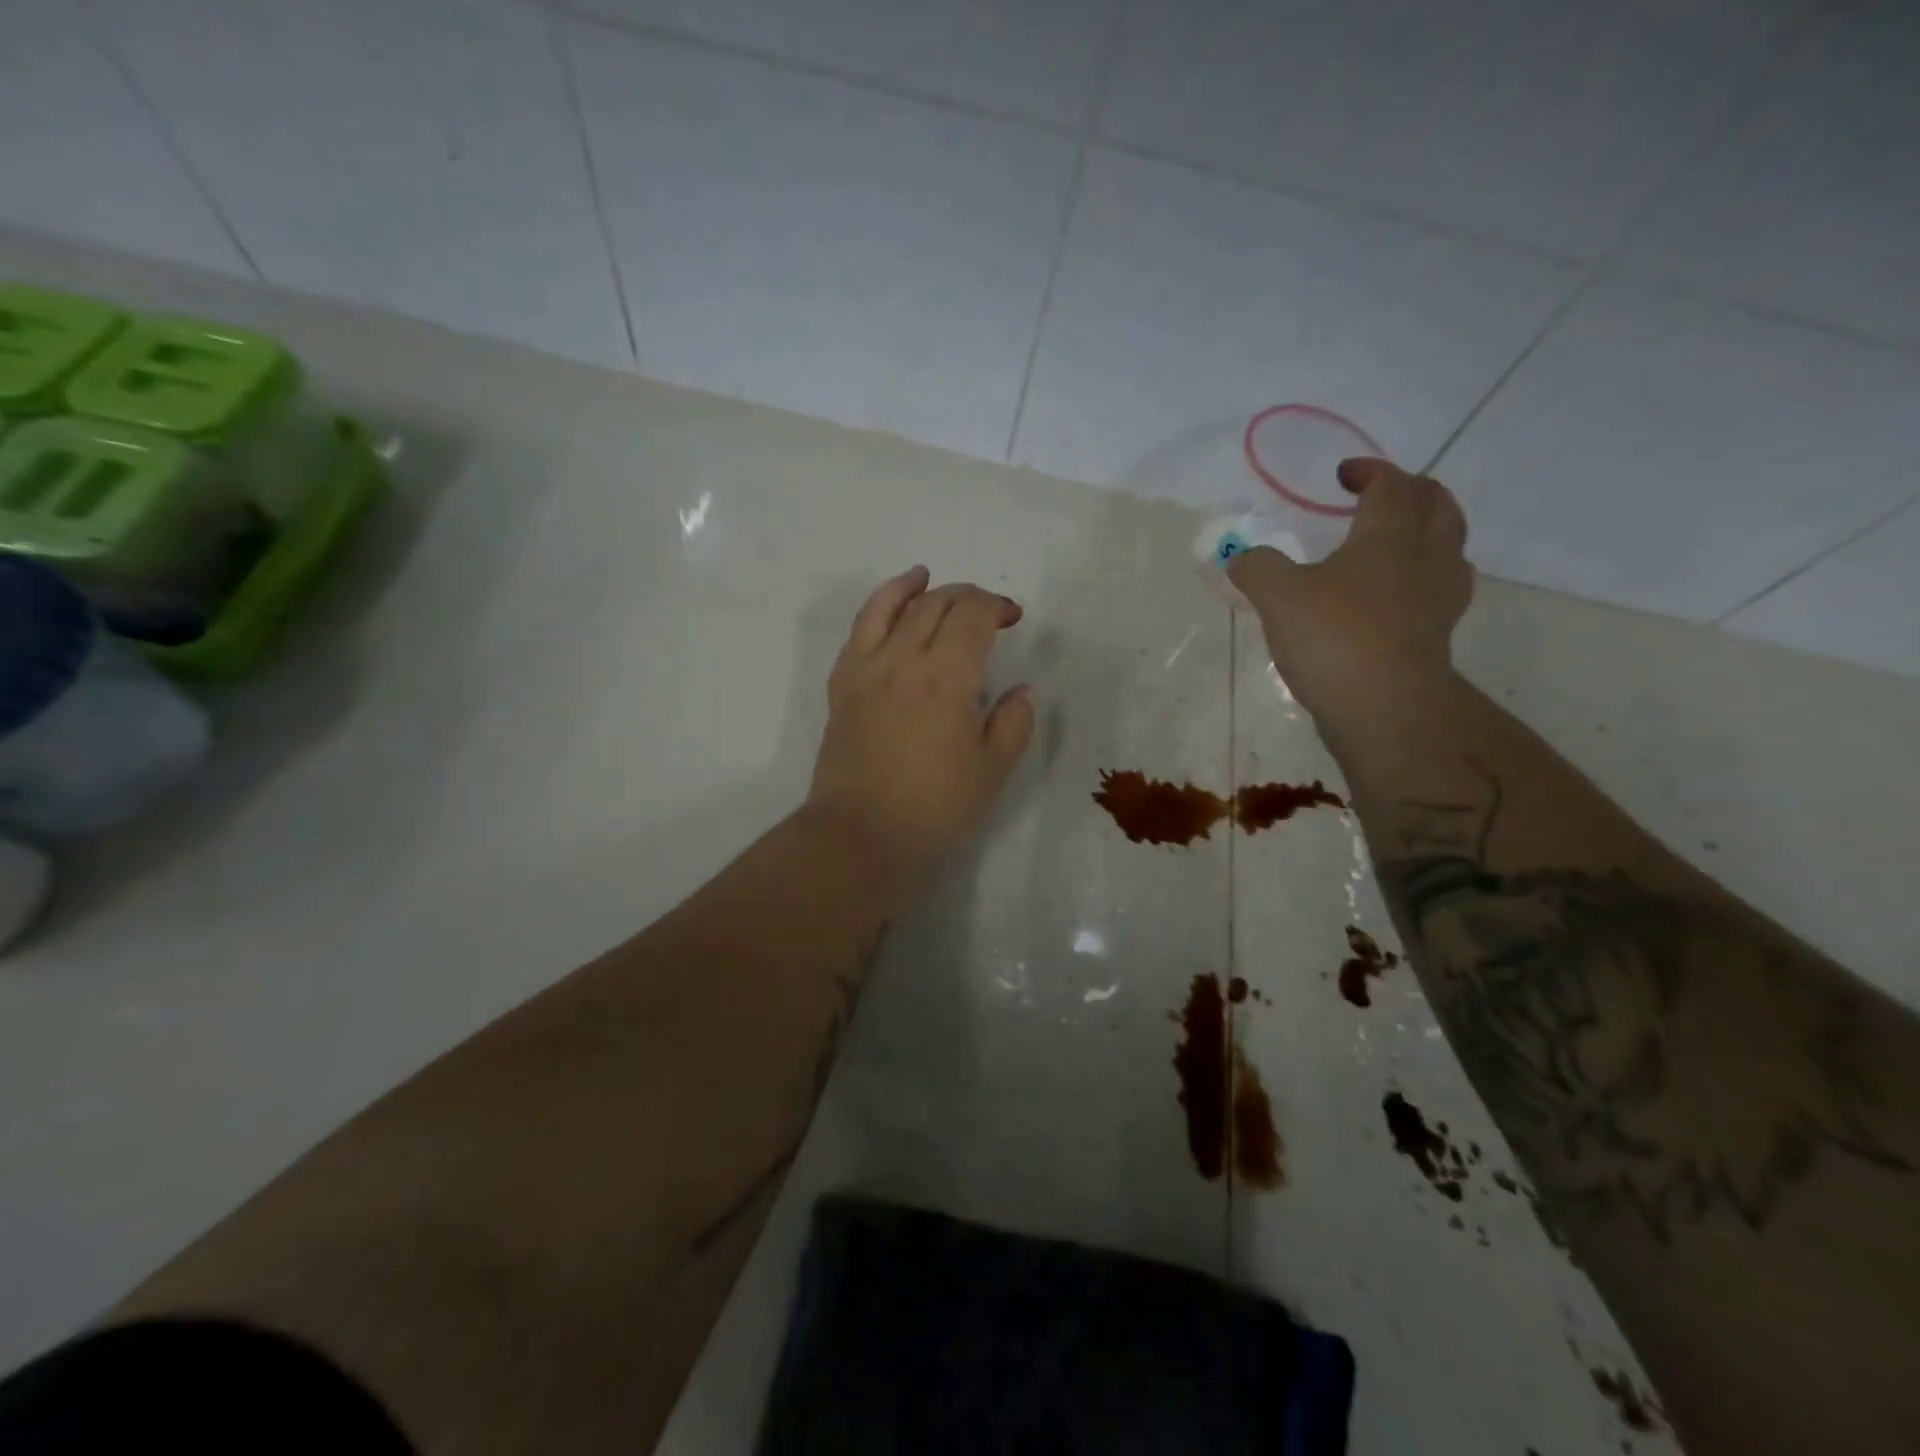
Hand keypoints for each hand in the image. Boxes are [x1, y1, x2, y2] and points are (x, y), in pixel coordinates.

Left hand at [803, 566, 1034, 902]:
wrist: (861, 836)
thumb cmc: (935, 808)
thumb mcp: (993, 771)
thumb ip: (1014, 723)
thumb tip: (1021, 690)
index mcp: (947, 677)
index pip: (972, 617)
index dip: (996, 606)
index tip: (1013, 616)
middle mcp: (903, 660)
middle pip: (934, 605)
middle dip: (966, 596)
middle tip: (987, 609)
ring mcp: (866, 670)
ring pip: (889, 607)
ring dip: (913, 587)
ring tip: (926, 575)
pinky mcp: (842, 686)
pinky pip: (857, 632)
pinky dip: (874, 609)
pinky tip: (885, 610)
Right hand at [1227, 458, 1472, 721]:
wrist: (1384, 707)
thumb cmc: (1334, 637)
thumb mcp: (1278, 596)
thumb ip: (1258, 569)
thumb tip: (1240, 558)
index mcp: (1391, 535)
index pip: (1393, 485)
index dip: (1370, 472)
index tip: (1343, 476)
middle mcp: (1426, 557)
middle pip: (1437, 506)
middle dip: (1411, 493)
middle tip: (1380, 498)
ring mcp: (1439, 598)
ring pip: (1448, 547)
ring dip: (1426, 533)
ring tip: (1394, 543)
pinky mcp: (1437, 635)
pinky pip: (1438, 589)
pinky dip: (1420, 579)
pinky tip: (1394, 598)